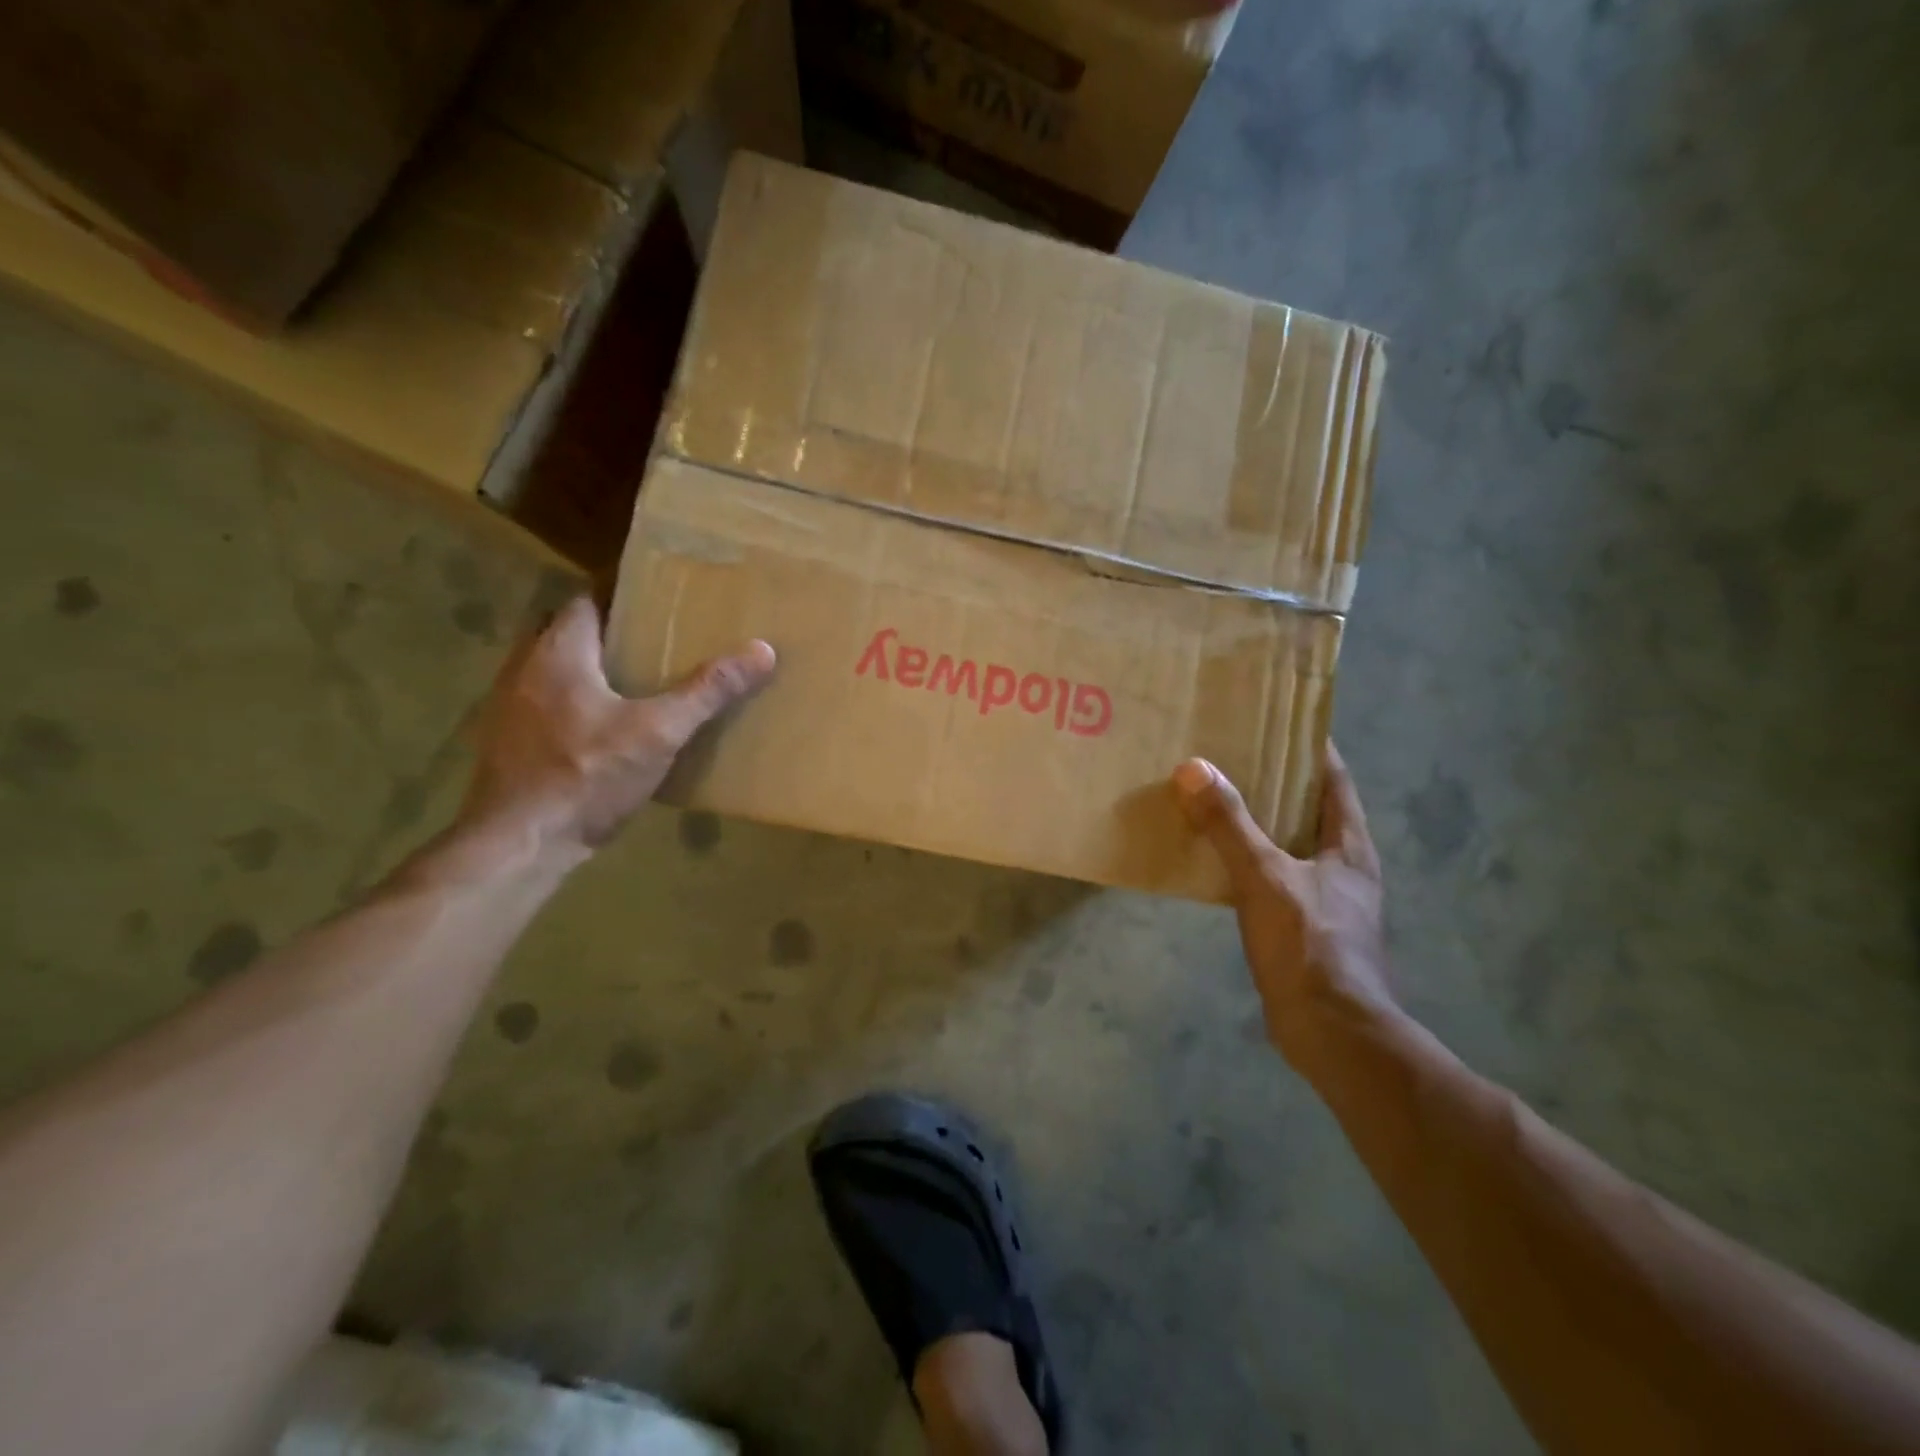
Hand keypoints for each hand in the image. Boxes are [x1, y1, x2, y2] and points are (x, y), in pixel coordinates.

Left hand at [461, 596, 774, 853]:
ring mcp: (507, 706)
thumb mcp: (660, 732)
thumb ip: (707, 691)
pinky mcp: (507, 742)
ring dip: (585, 668)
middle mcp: (524, 668)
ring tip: (633, 682)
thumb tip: (762, 651)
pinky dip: (571, 702)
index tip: (658, 602)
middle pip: (565, 631)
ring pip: (550, 668)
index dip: (620, 597)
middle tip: (651, 643)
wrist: (520, 844)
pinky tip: (602, 730)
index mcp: (558, 652)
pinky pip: (543, 703)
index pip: (585, 600)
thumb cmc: (588, 776)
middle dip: (604, 632)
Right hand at [1172, 744, 1395, 1065]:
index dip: (1310, 745)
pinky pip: (1271, 876)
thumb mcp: (1265, 877)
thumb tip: (1195, 768)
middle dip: (1274, 779)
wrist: (1332, 1033)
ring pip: (1288, 843)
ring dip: (1257, 820)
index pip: (1333, 777)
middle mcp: (1342, 866)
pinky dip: (1246, 859)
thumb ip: (1229, 824)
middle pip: (1309, 807)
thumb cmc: (1309, 945)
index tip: (1274, 718)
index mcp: (1348, 845)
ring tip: (1213, 796)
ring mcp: (1325, 899)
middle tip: (1228, 752)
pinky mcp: (1303, 927)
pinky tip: (1212, 857)